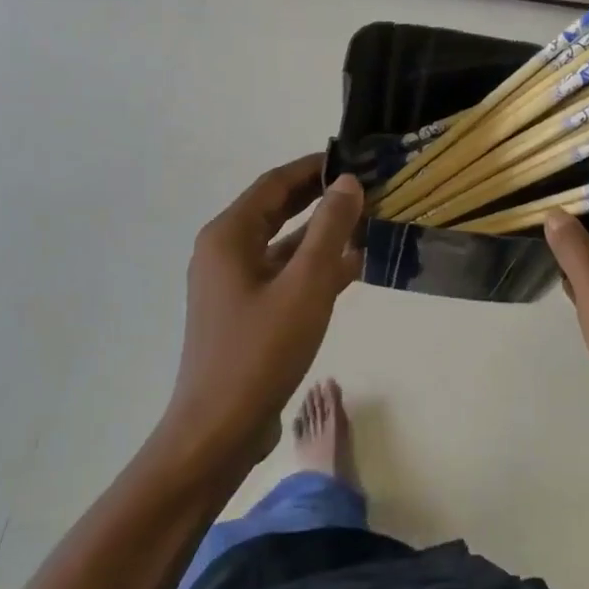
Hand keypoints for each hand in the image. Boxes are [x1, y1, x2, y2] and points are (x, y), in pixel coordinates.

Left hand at [161, 154, 363, 473]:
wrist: (219, 429)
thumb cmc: (261, 351)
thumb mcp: (306, 284)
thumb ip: (330, 229)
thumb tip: (348, 183)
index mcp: (229, 236)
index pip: (275, 183)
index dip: (314, 167)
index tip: (355, 158)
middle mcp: (225, 251)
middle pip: (278, 209)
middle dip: (321, 197)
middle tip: (367, 186)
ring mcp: (234, 283)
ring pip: (284, 243)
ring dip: (323, 233)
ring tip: (369, 221)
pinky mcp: (246, 311)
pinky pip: (284, 273)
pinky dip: (315, 265)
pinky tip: (353, 267)